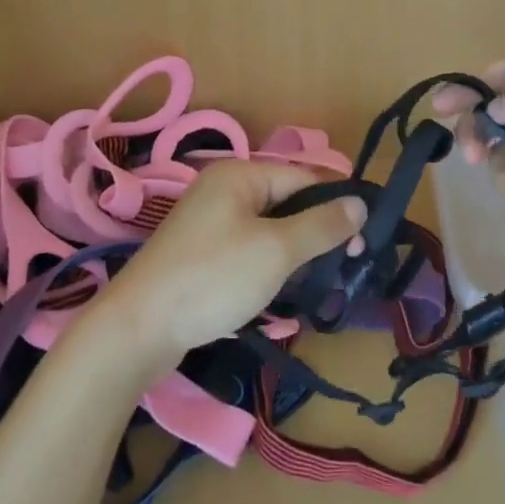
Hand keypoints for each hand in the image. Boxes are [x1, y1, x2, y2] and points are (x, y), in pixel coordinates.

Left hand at [92, 159, 363, 373]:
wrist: (137, 328)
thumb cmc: (212, 278)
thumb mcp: (276, 250)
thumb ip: (321, 225)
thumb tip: (360, 203)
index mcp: (241, 174)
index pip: (304, 176)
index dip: (338, 203)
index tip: (367, 238)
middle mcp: (224, 189)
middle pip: (288, 201)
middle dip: (319, 230)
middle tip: (349, 264)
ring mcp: (210, 222)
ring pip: (271, 228)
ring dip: (298, 251)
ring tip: (325, 280)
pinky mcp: (203, 253)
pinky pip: (250, 248)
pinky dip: (272, 265)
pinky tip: (287, 289)